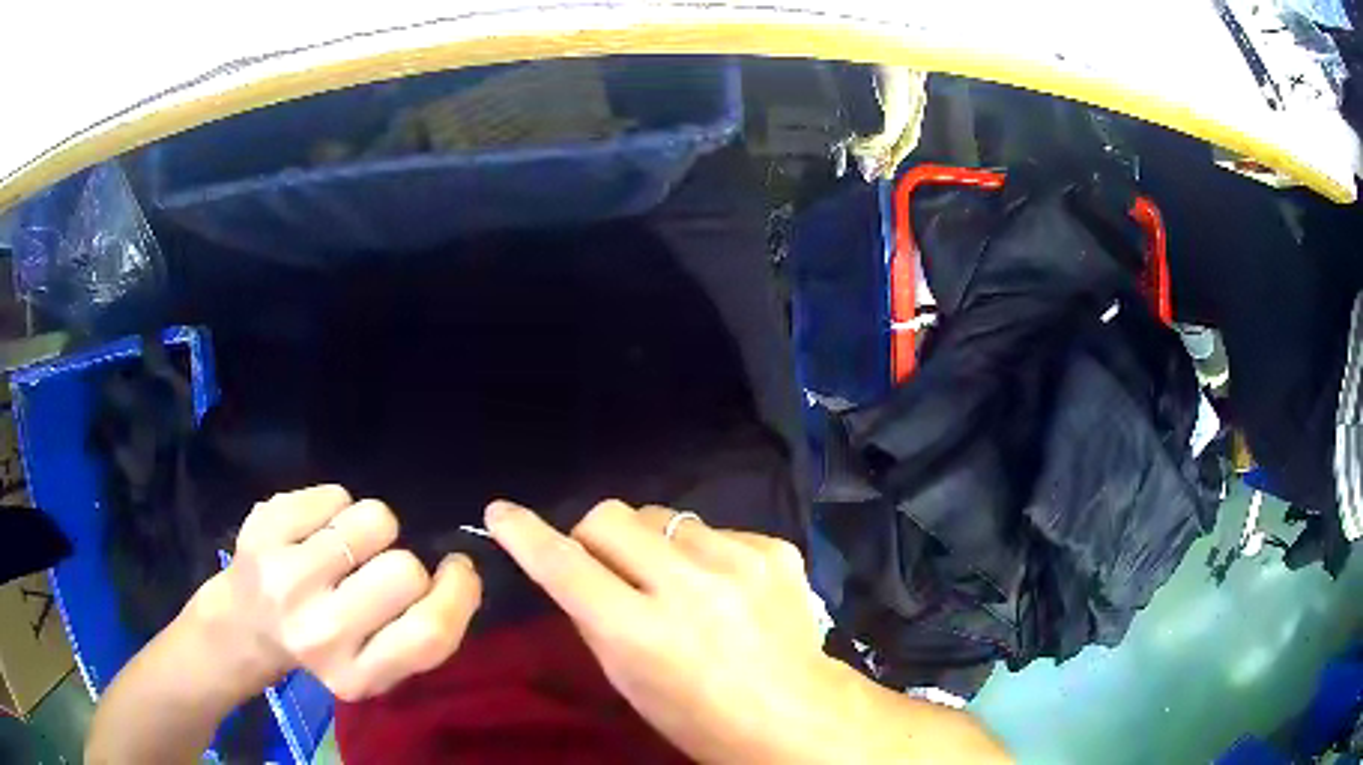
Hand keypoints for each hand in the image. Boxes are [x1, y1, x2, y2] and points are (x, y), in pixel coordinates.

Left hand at [189, 485, 481, 700]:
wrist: (243, 625)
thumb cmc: (320, 647)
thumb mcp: (376, 668)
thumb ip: (420, 635)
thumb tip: (460, 573)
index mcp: (355, 676)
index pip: (430, 631)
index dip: (458, 592)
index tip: (456, 570)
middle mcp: (317, 632)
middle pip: (405, 570)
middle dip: (404, 559)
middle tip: (377, 569)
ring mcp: (285, 577)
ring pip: (373, 520)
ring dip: (371, 528)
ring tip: (345, 547)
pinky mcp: (263, 529)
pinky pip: (335, 493)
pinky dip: (335, 506)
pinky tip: (314, 531)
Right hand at [486, 499, 834, 763]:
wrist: (798, 717)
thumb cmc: (701, 720)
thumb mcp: (630, 684)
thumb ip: (596, 623)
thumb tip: (575, 574)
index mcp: (642, 634)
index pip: (565, 567)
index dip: (525, 535)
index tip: (502, 512)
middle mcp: (688, 588)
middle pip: (610, 517)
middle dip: (593, 535)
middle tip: (607, 565)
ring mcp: (738, 563)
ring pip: (662, 516)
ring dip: (652, 544)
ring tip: (675, 581)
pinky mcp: (774, 551)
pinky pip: (714, 530)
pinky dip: (702, 553)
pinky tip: (722, 587)